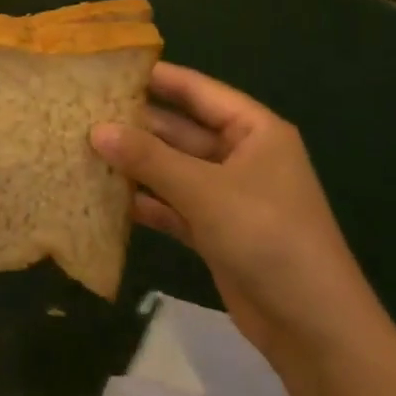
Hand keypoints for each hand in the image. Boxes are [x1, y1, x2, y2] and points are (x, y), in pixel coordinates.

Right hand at [92, 64, 383, 360]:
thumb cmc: (267, 237)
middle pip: (181, 130)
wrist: (313, 328)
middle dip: (136, 124)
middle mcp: (241, 156)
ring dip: (135, 164)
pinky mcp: (215, 231)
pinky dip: (145, 201)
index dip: (157, 77)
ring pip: (173, 169)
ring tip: (82, 148)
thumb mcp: (206, 191)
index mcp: (254, 131)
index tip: (109, 67)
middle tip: (82, 111)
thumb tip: (96, 130)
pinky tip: (103, 195)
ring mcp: (228, 196)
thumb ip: (149, 158)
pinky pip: (173, 205)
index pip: (198, 91)